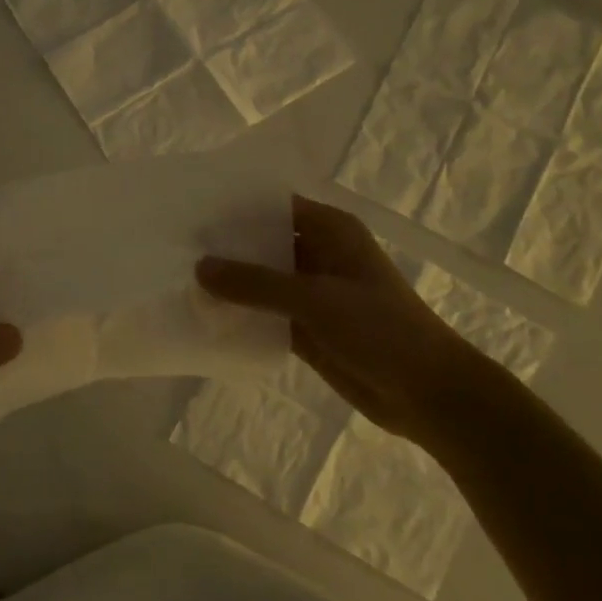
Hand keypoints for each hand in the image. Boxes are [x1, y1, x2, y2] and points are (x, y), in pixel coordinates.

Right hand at [196, 196, 500, 451]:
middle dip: (226, 248)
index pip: (274, 207)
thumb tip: (199, 266)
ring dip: (231, 284)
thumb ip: (255, 283)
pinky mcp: (308, 327)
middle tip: (174, 248)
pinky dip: (242, 315)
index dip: (235, 209)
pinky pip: (266, 314)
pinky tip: (205, 317)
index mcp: (331, 230)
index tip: (190, 212)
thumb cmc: (380, 329)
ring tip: (179, 280)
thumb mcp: (315, 299)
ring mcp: (313, 293)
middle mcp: (320, 254)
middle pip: (264, 243)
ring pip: (262, 281)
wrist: (427, 393)